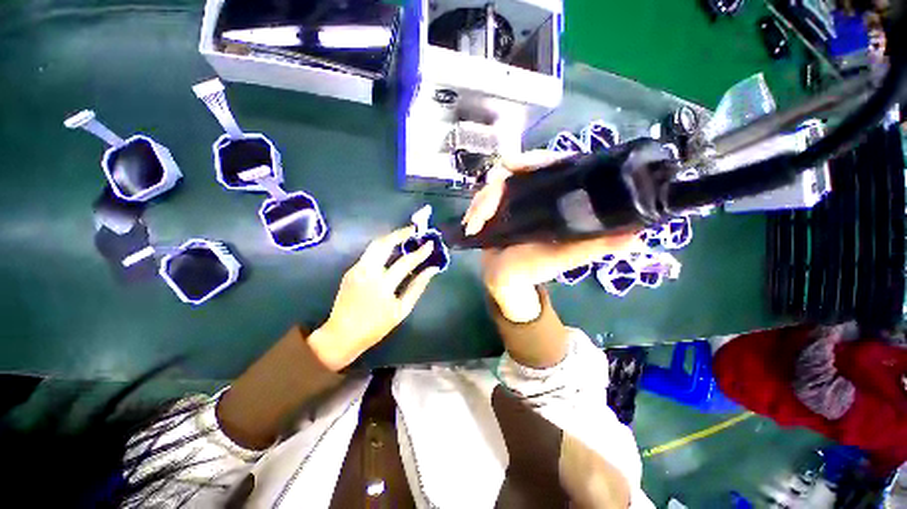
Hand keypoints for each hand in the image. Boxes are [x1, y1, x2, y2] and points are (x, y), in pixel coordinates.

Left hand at [309, 226, 439, 370]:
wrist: (341, 335)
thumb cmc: (375, 326)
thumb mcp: (401, 310)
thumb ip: (417, 287)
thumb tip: (431, 270)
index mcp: (382, 285)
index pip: (405, 262)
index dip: (420, 252)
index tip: (430, 244)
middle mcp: (367, 272)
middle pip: (384, 244)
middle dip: (400, 233)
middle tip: (413, 229)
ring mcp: (356, 269)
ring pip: (375, 245)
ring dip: (390, 237)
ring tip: (404, 235)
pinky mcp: (351, 270)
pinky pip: (369, 253)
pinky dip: (383, 248)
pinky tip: (392, 250)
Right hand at [463, 151, 639, 320]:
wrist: (504, 279)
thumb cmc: (535, 267)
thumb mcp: (566, 257)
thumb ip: (595, 247)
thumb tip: (638, 237)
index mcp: (554, 200)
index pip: (554, 167)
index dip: (543, 159)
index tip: (526, 162)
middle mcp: (533, 194)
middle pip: (522, 168)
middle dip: (509, 170)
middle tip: (502, 173)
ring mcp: (511, 200)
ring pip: (497, 184)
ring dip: (486, 198)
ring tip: (478, 220)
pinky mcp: (492, 209)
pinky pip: (481, 200)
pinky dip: (475, 209)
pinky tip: (472, 223)